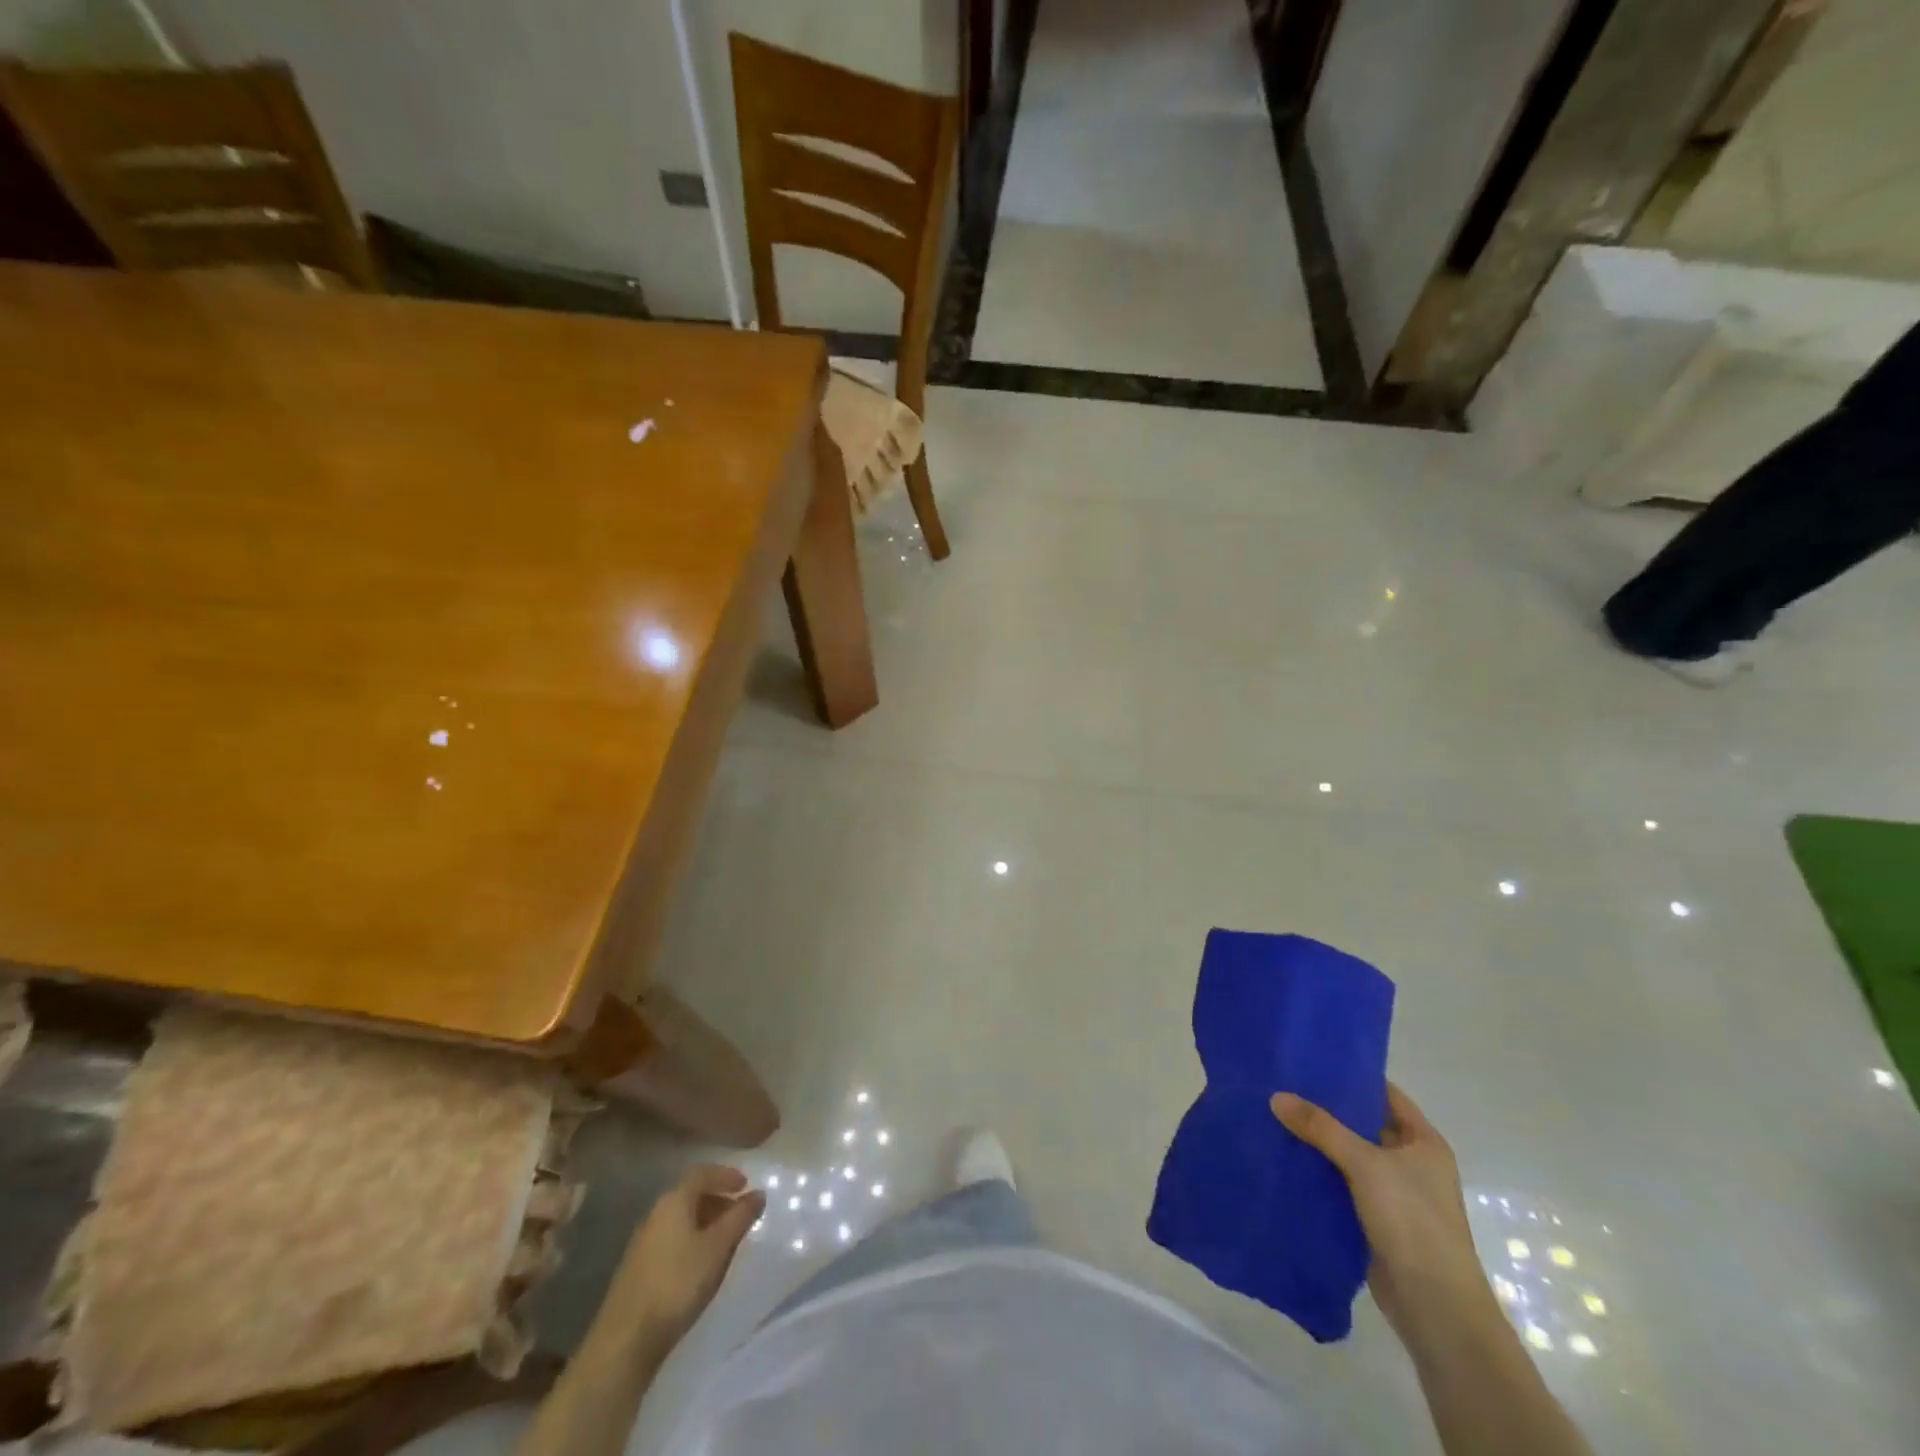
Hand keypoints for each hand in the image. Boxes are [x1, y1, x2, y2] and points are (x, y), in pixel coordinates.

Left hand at [613, 1164, 765, 1342]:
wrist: (625, 1340)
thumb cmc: (678, 1283)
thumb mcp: (718, 1247)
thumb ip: (740, 1217)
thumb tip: (758, 1193)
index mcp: (673, 1201)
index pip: (702, 1173)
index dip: (725, 1174)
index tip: (746, 1184)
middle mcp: (655, 1214)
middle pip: (690, 1194)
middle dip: (718, 1199)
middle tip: (740, 1213)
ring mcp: (643, 1242)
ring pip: (681, 1219)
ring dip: (705, 1221)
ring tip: (726, 1240)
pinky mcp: (638, 1268)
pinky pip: (671, 1239)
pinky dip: (692, 1240)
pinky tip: (701, 1264)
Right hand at [1271, 1083, 1496, 1341]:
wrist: (1435, 1307)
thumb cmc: (1413, 1221)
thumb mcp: (1365, 1164)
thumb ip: (1321, 1127)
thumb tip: (1276, 1096)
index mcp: (1423, 1143)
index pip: (1385, 1094)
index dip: (1352, 1076)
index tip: (1312, 1061)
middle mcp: (1410, 1163)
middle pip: (1363, 1123)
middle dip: (1326, 1109)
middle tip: (1283, 1084)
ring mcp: (1393, 1193)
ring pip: (1348, 1155)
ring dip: (1318, 1142)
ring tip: (1275, 1115)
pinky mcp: (1373, 1219)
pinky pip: (1340, 1184)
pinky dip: (1317, 1172)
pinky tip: (1285, 1158)